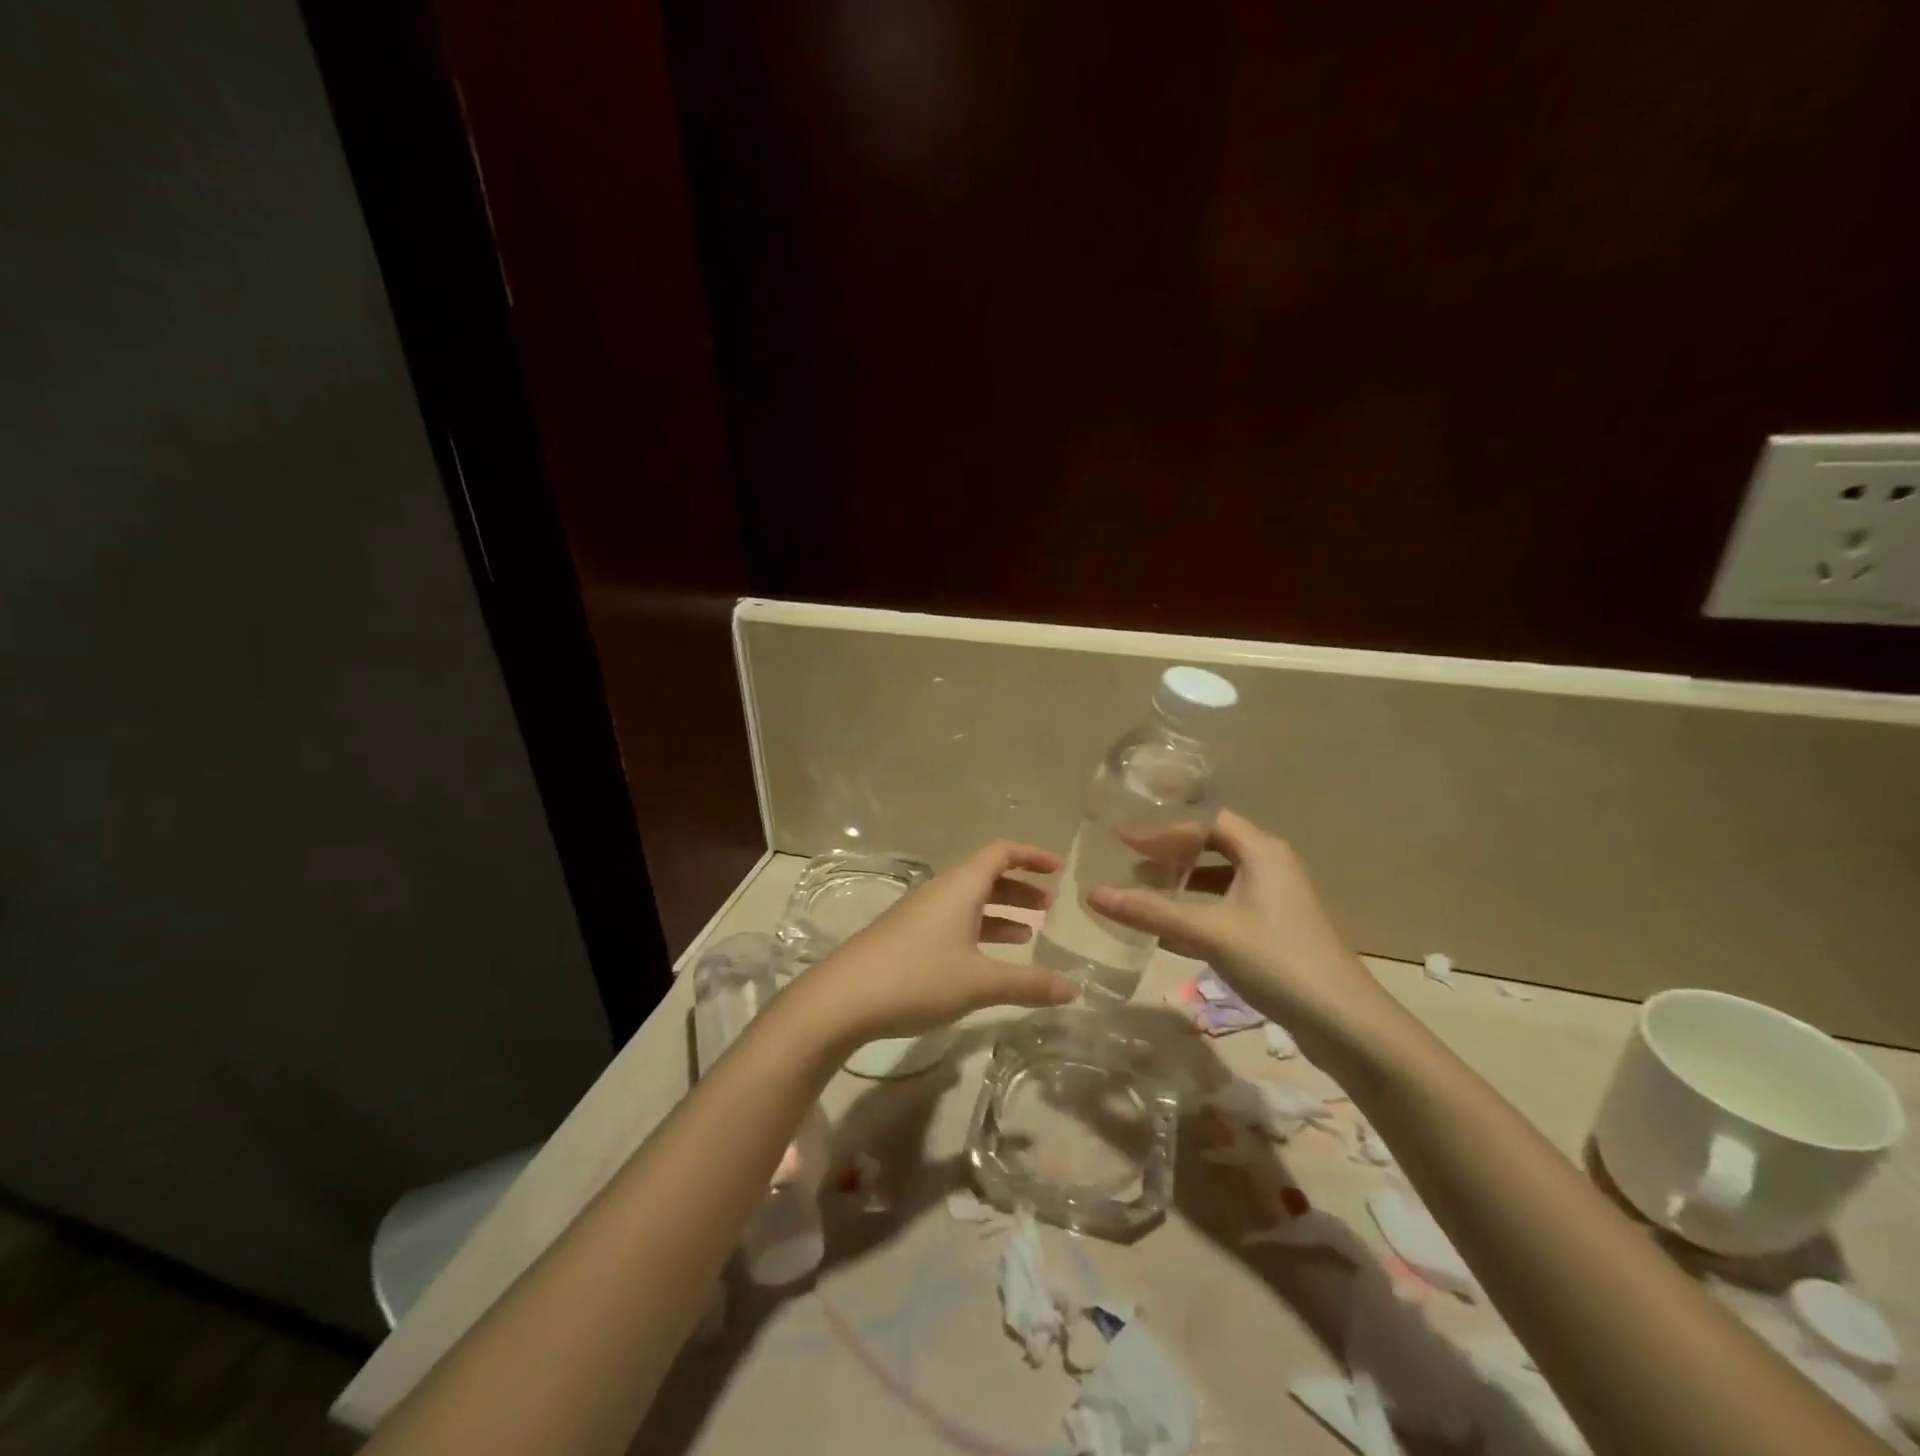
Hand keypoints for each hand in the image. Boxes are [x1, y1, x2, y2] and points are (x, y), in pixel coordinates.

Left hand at [796, 841, 1077, 1045]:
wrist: (843, 998)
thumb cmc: (917, 978)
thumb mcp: (979, 982)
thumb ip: (1029, 983)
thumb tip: (1074, 988)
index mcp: (960, 886)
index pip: (1001, 852)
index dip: (1032, 855)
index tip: (1060, 868)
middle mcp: (941, 891)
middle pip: (987, 875)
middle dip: (1021, 887)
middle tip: (1050, 906)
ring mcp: (921, 913)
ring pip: (970, 901)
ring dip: (1001, 911)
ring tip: (1031, 932)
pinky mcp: (908, 936)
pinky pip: (954, 921)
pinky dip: (980, 930)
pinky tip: (990, 958)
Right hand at [1089, 811, 1389, 1038]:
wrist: (1345, 1023)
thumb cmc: (1276, 960)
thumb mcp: (1208, 932)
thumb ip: (1151, 912)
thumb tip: (1094, 894)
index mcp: (1261, 851)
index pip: (1206, 821)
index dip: (1163, 827)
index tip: (1124, 838)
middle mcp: (1271, 866)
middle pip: (1212, 846)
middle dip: (1170, 854)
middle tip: (1130, 863)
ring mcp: (1276, 900)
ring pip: (1220, 880)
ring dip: (1183, 884)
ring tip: (1143, 892)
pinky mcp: (1276, 930)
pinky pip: (1227, 907)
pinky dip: (1197, 911)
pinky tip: (1168, 932)